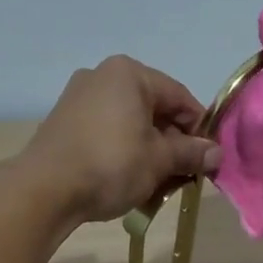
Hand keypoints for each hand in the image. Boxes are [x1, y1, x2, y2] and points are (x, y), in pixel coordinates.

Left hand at [20, 55, 221, 224]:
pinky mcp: (64, 122)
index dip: (199, 129)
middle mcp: (102, 76)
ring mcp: (79, 98)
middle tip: (184, 175)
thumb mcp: (159, 161)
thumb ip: (191, 153)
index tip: (208, 158)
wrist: (45, 189)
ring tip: (158, 183)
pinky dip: (124, 152)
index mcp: (129, 73)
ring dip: (149, 151)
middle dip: (172, 143)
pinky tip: (130, 179)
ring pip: (130, 123)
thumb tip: (217, 154)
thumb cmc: (111, 165)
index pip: (180, 97)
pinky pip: (107, 132)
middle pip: (154, 109)